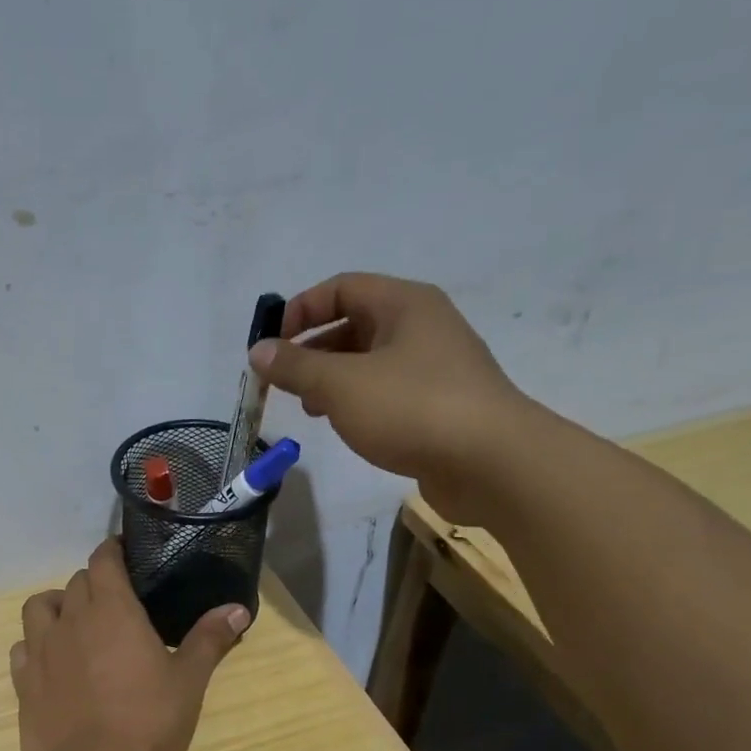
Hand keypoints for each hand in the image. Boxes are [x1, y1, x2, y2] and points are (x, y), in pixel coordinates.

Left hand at [10, 540, 248, 750]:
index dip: (112, 551)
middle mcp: (71, 620)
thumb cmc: (150, 721)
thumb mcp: (189, 680)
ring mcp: (41, 651)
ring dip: (56, 606)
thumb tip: (239, 608)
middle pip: (75, 583)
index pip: (103, 560)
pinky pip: (21, 649)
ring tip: (73, 623)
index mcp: (112, 610)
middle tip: (114, 602)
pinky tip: (51, 663)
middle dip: (94, 583)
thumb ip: (210, 639)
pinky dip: (34, 646)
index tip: (124, 554)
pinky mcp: (23, 683)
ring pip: (38, 607)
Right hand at [248, 272, 532, 521]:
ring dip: (331, 379)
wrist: (492, 462)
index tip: (269, 344)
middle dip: (312, 350)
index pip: (341, 288)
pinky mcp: (438, 404)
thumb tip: (258, 350)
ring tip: (308, 408)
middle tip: (283, 382)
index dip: (299, 310)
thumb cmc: (412, 408)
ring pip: (368, 361)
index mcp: (404, 304)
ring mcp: (434, 366)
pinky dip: (356, 401)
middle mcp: (422, 326)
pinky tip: (343, 425)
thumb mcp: (341, 384)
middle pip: (354, 324)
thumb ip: (295, 366)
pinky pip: (386, 390)